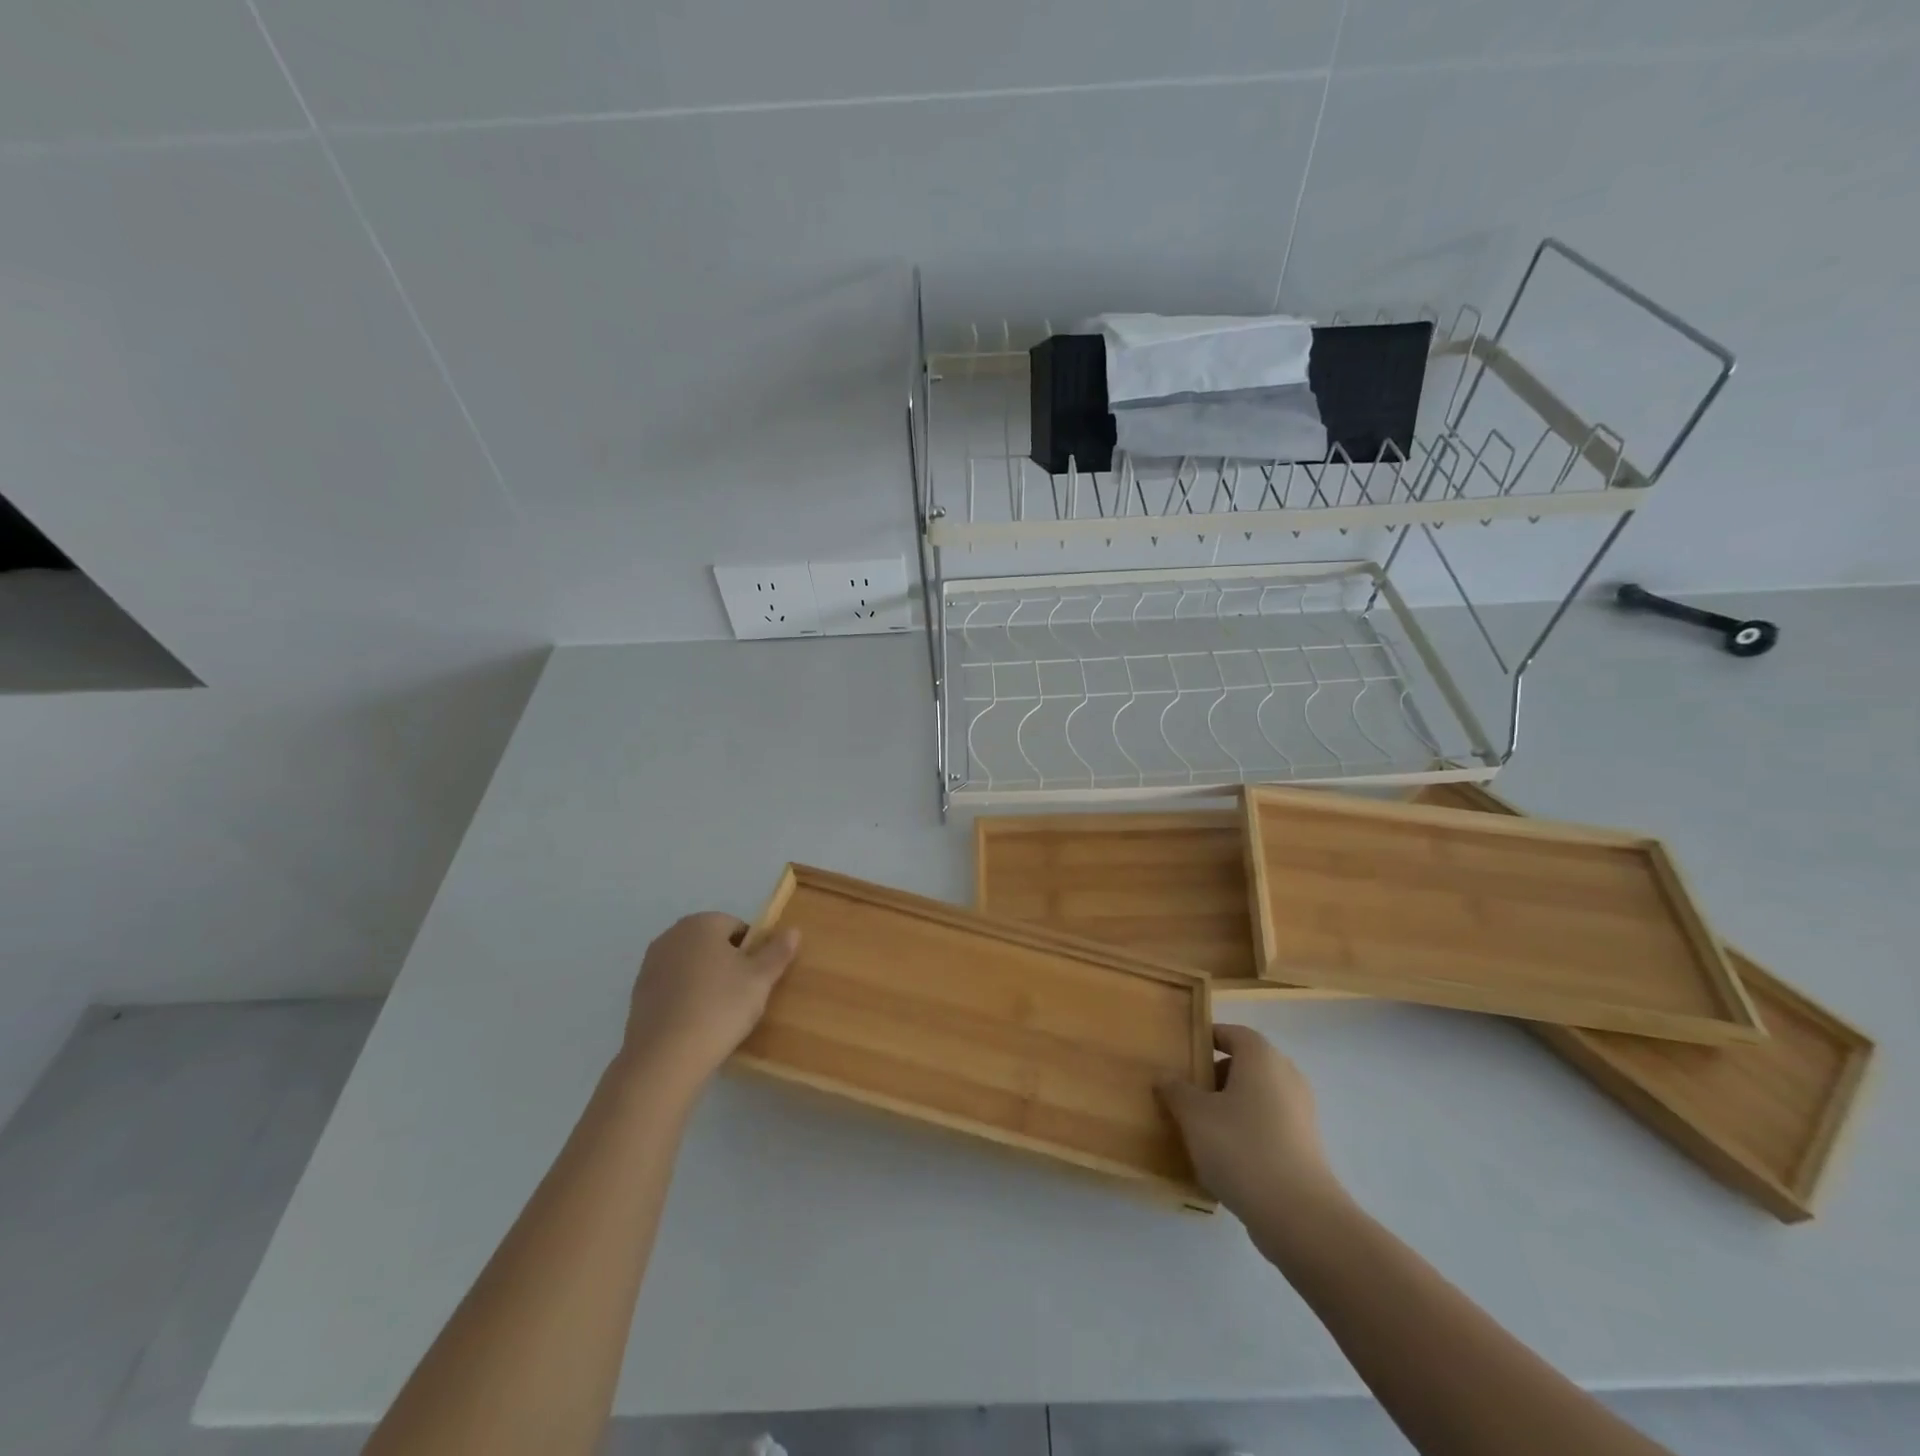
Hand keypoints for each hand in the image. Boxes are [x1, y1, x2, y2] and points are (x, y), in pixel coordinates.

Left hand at [618, 912, 799, 1095]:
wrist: (665, 1057)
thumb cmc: (719, 1008)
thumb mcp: (760, 979)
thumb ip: (778, 951)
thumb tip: (793, 930)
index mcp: (702, 923)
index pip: (738, 927)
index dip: (753, 952)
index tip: (757, 979)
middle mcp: (672, 935)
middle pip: (712, 944)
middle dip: (729, 964)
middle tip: (742, 996)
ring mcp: (651, 964)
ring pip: (692, 965)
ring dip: (707, 980)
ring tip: (720, 1013)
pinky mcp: (639, 993)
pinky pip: (674, 986)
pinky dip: (687, 997)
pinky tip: (696, 1023)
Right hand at [1158, 1025, 1345, 1229]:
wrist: (1299, 1215)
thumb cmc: (1241, 1148)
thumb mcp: (1194, 1115)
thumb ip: (1175, 1090)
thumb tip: (1164, 1076)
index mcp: (1261, 1057)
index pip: (1231, 1033)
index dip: (1205, 1040)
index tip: (1181, 1057)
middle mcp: (1286, 1075)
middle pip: (1244, 1064)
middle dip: (1214, 1076)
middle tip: (1185, 1094)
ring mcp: (1300, 1112)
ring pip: (1256, 1096)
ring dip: (1229, 1106)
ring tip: (1200, 1128)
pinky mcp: (1305, 1145)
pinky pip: (1268, 1124)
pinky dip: (1247, 1130)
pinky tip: (1225, 1156)